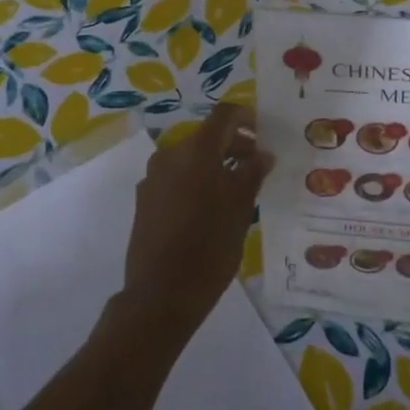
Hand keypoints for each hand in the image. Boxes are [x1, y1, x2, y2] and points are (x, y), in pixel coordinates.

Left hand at [113, 104, 274, 348]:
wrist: (160, 294)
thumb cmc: (209, 248)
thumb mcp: (240, 209)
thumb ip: (252, 174)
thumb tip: (262, 154)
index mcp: (196, 151)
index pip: (224, 115)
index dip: (247, 117)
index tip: (265, 133)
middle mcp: (170, 155)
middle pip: (207, 136)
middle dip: (234, 145)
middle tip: (258, 166)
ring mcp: (153, 177)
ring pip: (190, 158)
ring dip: (215, 165)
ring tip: (238, 191)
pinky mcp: (144, 199)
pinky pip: (176, 178)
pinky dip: (196, 181)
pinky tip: (211, 209)